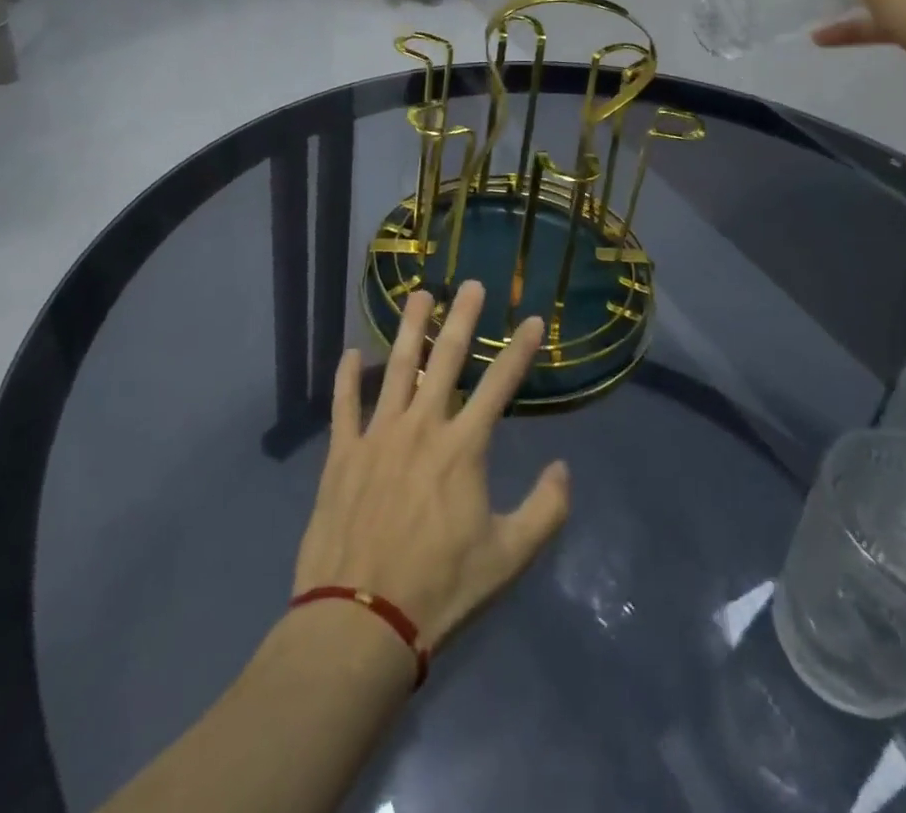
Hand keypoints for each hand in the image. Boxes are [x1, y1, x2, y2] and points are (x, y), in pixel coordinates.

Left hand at [292, 281, 570, 650]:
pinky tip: (350, 352)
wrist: (360, 620)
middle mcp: (422, 427)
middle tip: (470, 285)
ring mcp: (378, 436)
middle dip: (462, 319)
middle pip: (445, 360)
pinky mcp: (342, 454)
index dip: (520, 350)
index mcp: (463, 448)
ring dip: (409, 329)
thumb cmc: (440, 588)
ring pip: (396, 368)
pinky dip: (347, 377)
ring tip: (418, 295)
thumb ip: (545, 510)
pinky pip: (344, 405)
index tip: (534, 320)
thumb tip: (563, 468)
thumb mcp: (508, 558)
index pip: (500, 385)